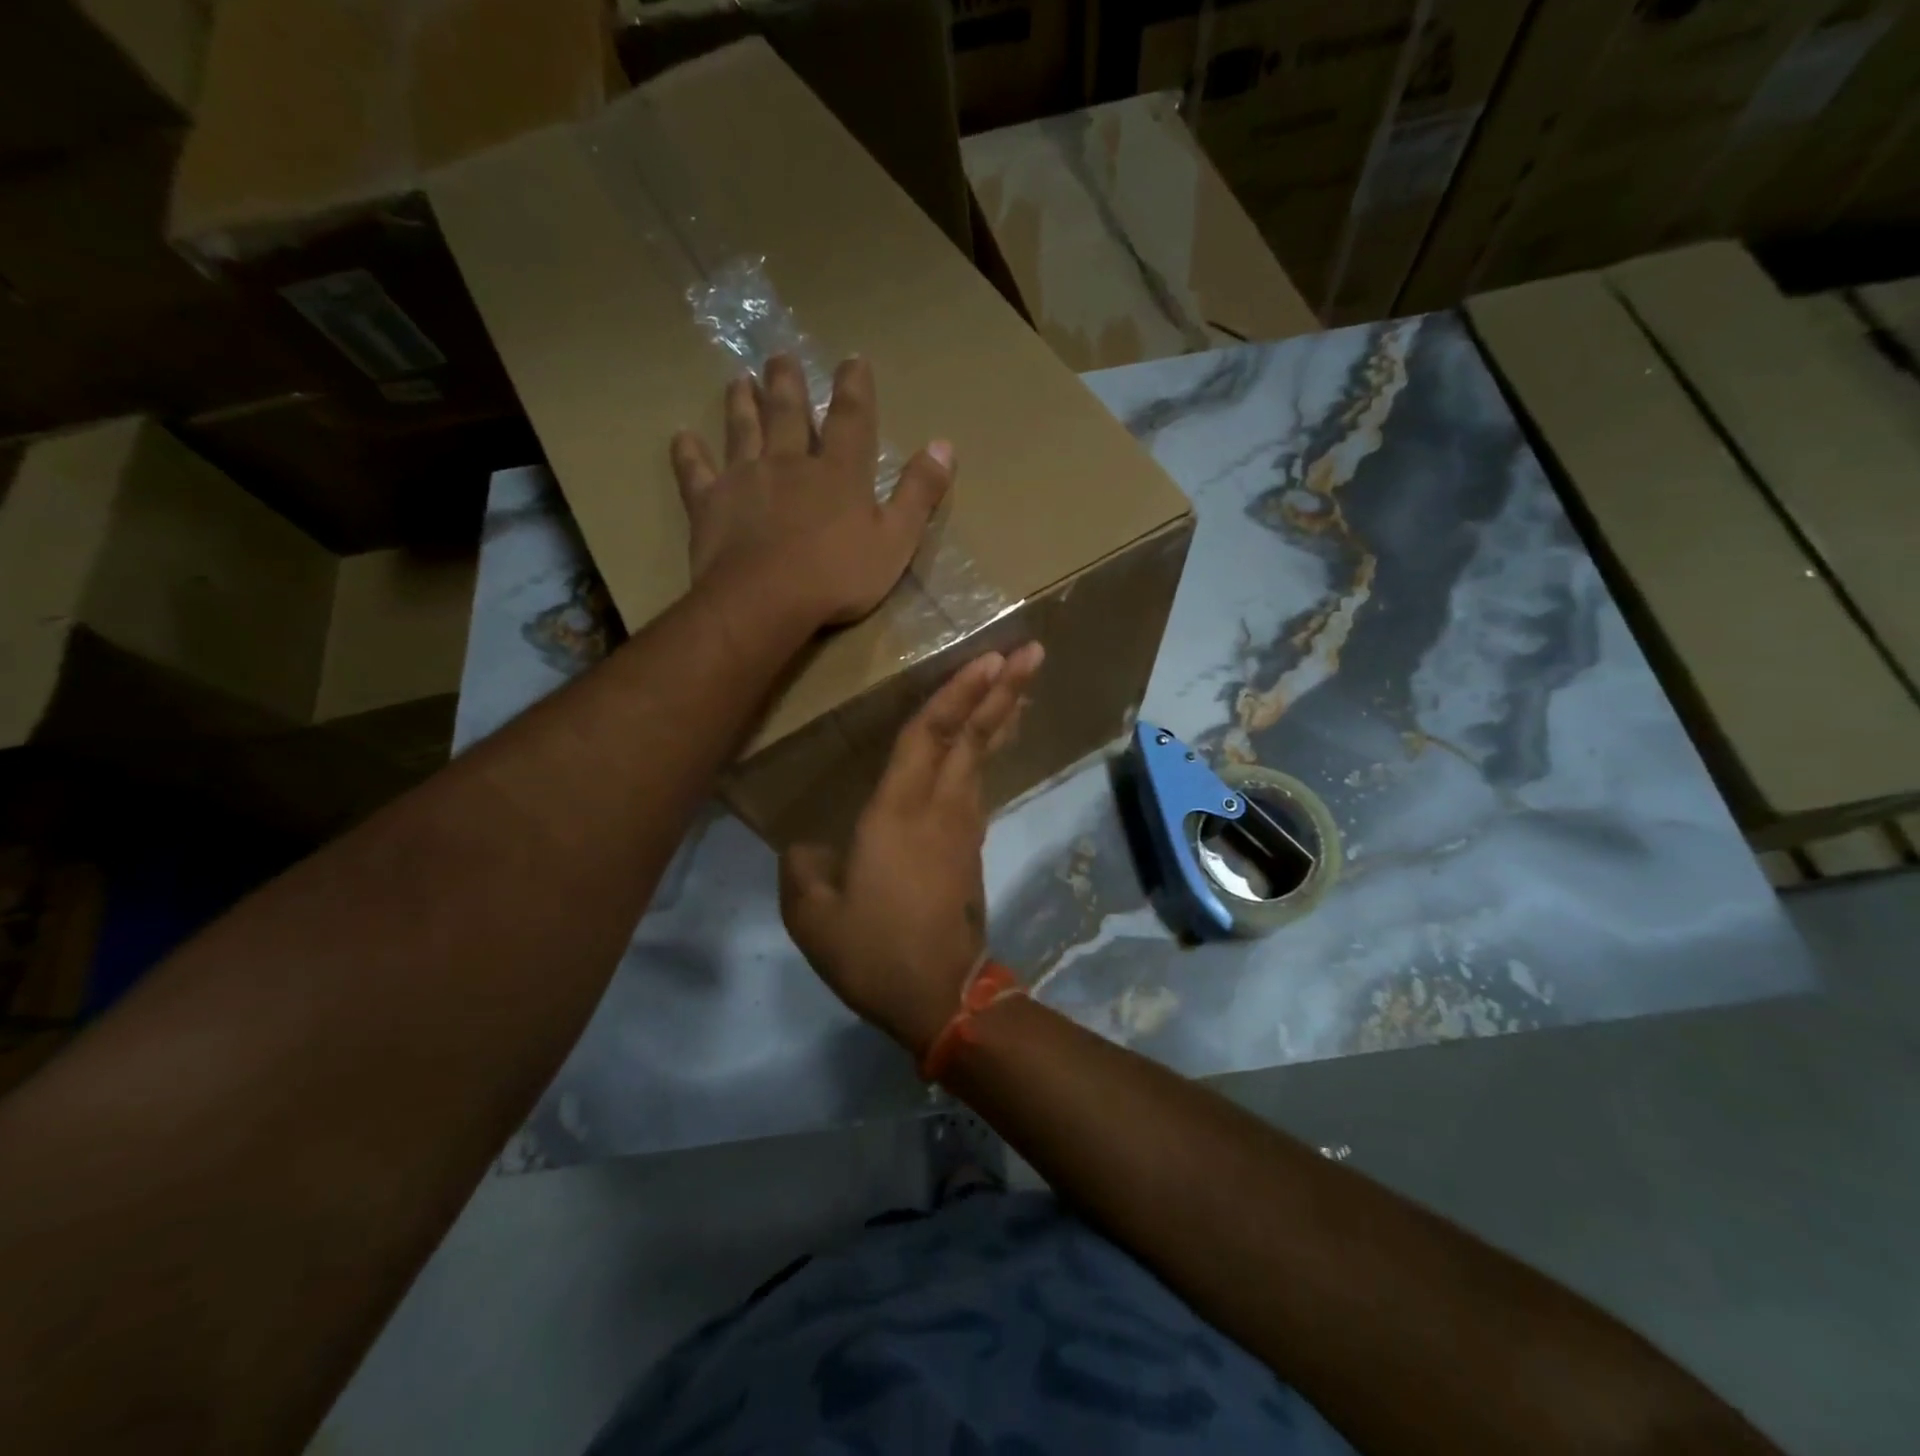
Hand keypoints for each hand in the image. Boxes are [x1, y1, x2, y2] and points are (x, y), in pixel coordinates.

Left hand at [670, 355, 952, 626]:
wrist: (766, 601)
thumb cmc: (838, 577)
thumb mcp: (896, 541)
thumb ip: (919, 493)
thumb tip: (945, 445)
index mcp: (838, 473)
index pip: (851, 419)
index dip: (854, 388)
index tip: (853, 360)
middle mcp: (789, 463)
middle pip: (787, 414)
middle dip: (787, 383)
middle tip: (779, 356)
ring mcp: (744, 479)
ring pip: (742, 431)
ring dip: (741, 403)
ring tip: (738, 379)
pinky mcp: (709, 503)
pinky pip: (695, 472)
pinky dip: (689, 453)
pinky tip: (682, 437)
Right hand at [780, 642, 1044, 1056]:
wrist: (938, 997)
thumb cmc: (873, 951)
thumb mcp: (812, 915)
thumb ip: (802, 868)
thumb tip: (806, 847)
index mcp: (898, 813)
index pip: (929, 736)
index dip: (957, 693)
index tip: (991, 657)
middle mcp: (940, 808)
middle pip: (974, 736)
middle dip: (1004, 690)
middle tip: (1033, 651)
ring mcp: (963, 827)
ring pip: (984, 757)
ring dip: (1003, 715)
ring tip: (1020, 682)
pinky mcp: (971, 848)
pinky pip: (981, 783)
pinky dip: (990, 751)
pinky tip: (989, 742)